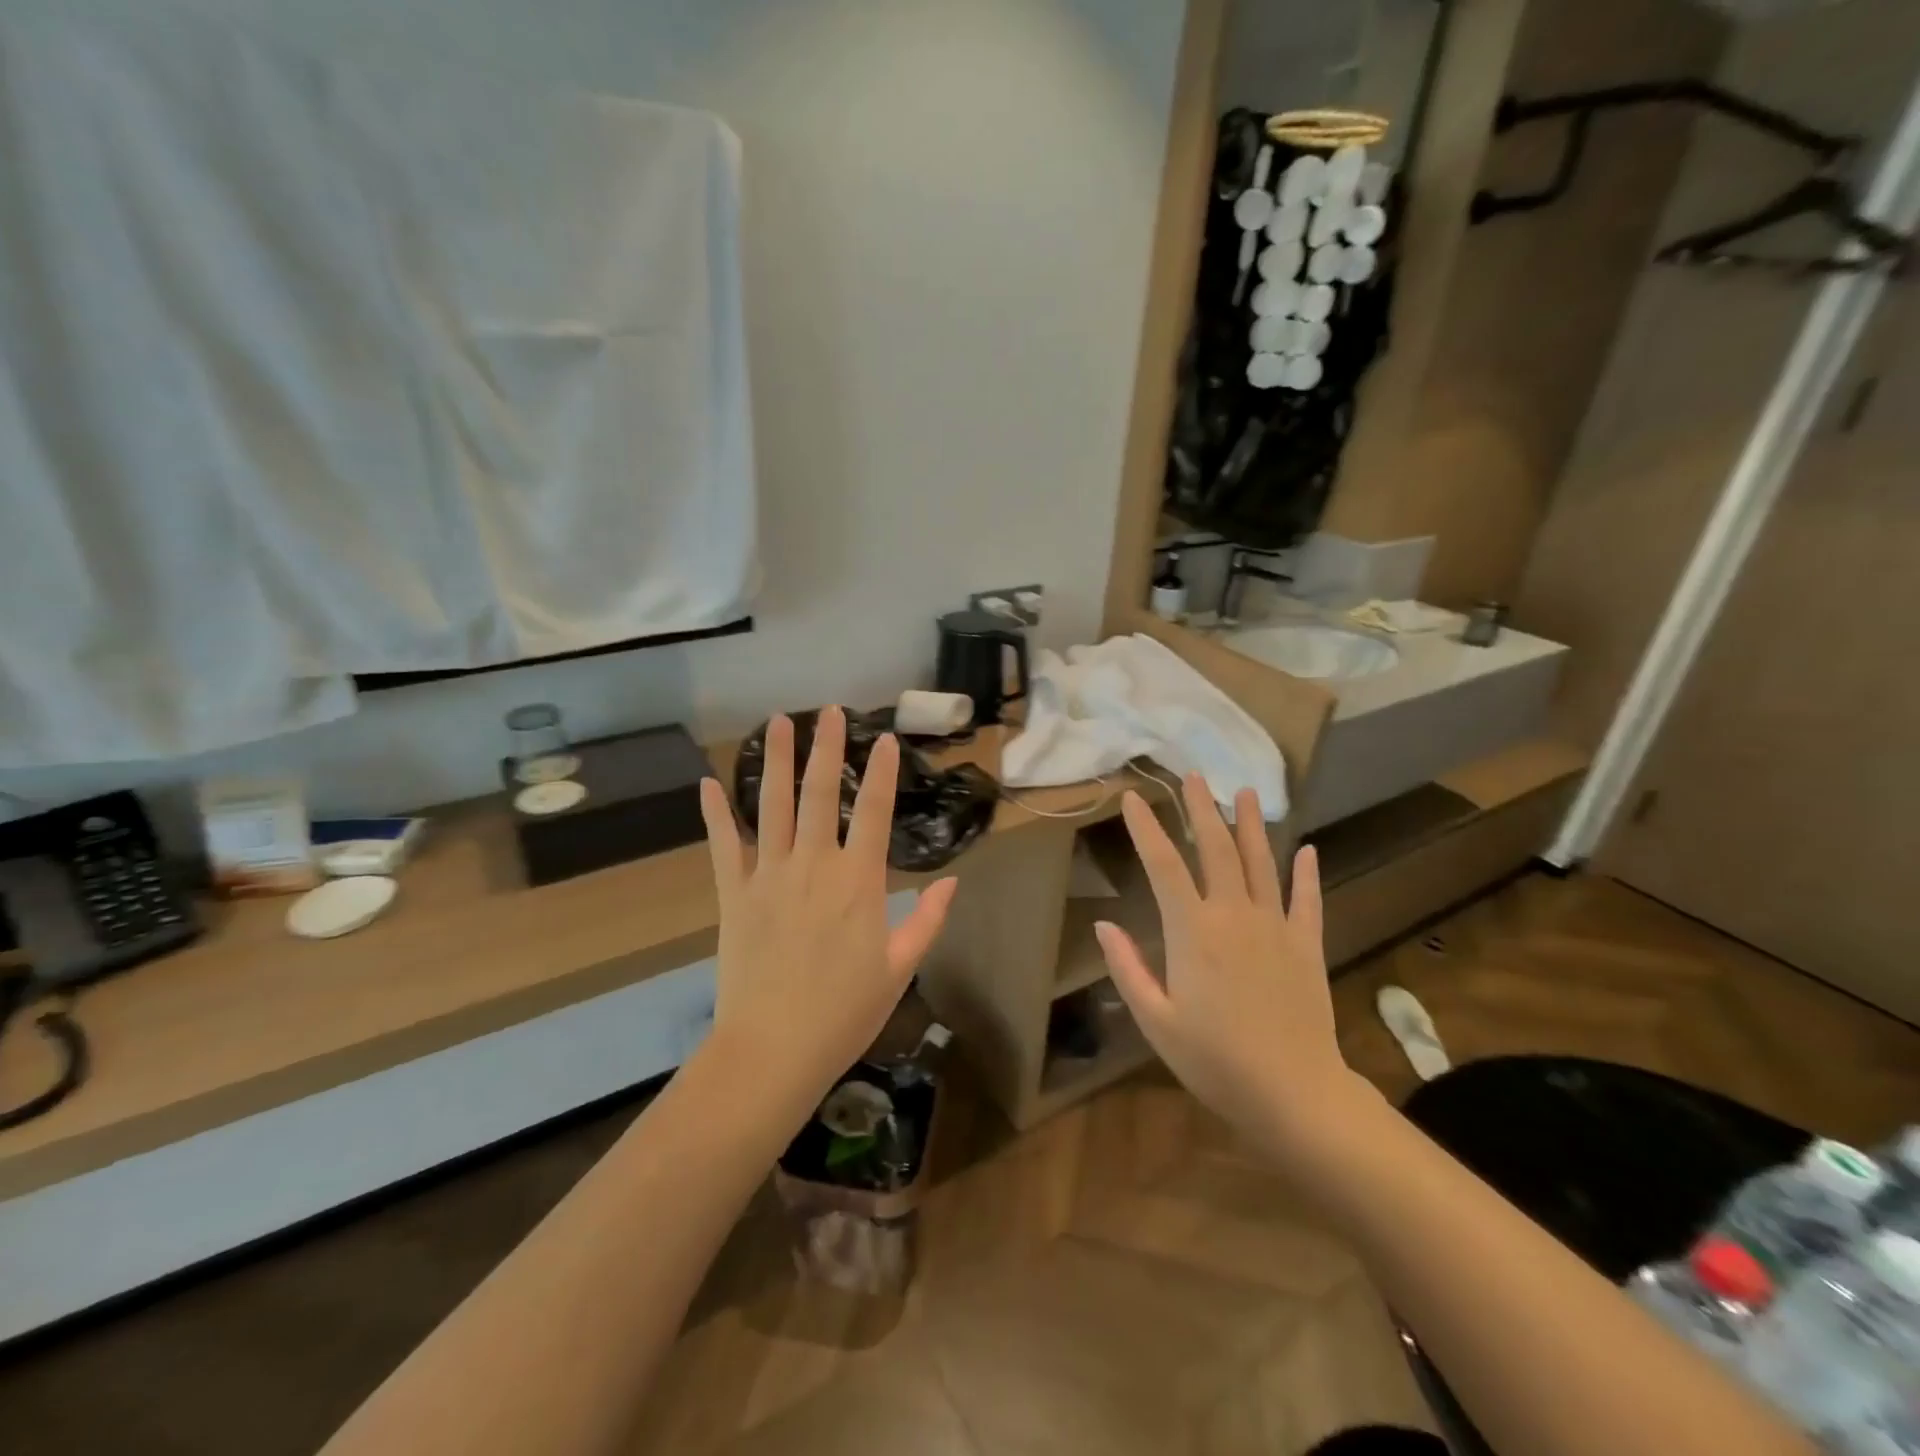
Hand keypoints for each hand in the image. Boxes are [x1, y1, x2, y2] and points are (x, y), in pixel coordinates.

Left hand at [698, 706, 958, 1101]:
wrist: (774, 1049)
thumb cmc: (845, 1013)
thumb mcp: (898, 968)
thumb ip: (927, 920)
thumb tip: (951, 882)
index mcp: (859, 882)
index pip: (875, 812)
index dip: (883, 773)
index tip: (886, 739)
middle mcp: (814, 865)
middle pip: (821, 794)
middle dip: (827, 749)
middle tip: (829, 711)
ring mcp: (768, 876)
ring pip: (772, 806)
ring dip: (776, 762)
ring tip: (778, 723)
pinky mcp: (733, 894)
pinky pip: (723, 846)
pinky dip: (714, 814)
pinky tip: (706, 783)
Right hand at [1095, 777, 1365, 1157]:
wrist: (1294, 1094)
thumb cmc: (1214, 1060)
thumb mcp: (1156, 1020)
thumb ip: (1128, 967)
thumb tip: (1104, 925)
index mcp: (1191, 931)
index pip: (1163, 865)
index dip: (1146, 827)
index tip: (1134, 797)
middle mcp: (1234, 915)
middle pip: (1216, 849)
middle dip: (1202, 809)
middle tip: (1194, 776)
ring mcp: (1275, 926)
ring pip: (1261, 863)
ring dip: (1250, 825)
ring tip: (1244, 791)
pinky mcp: (1306, 945)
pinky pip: (1306, 900)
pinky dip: (1306, 873)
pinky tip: (1307, 849)